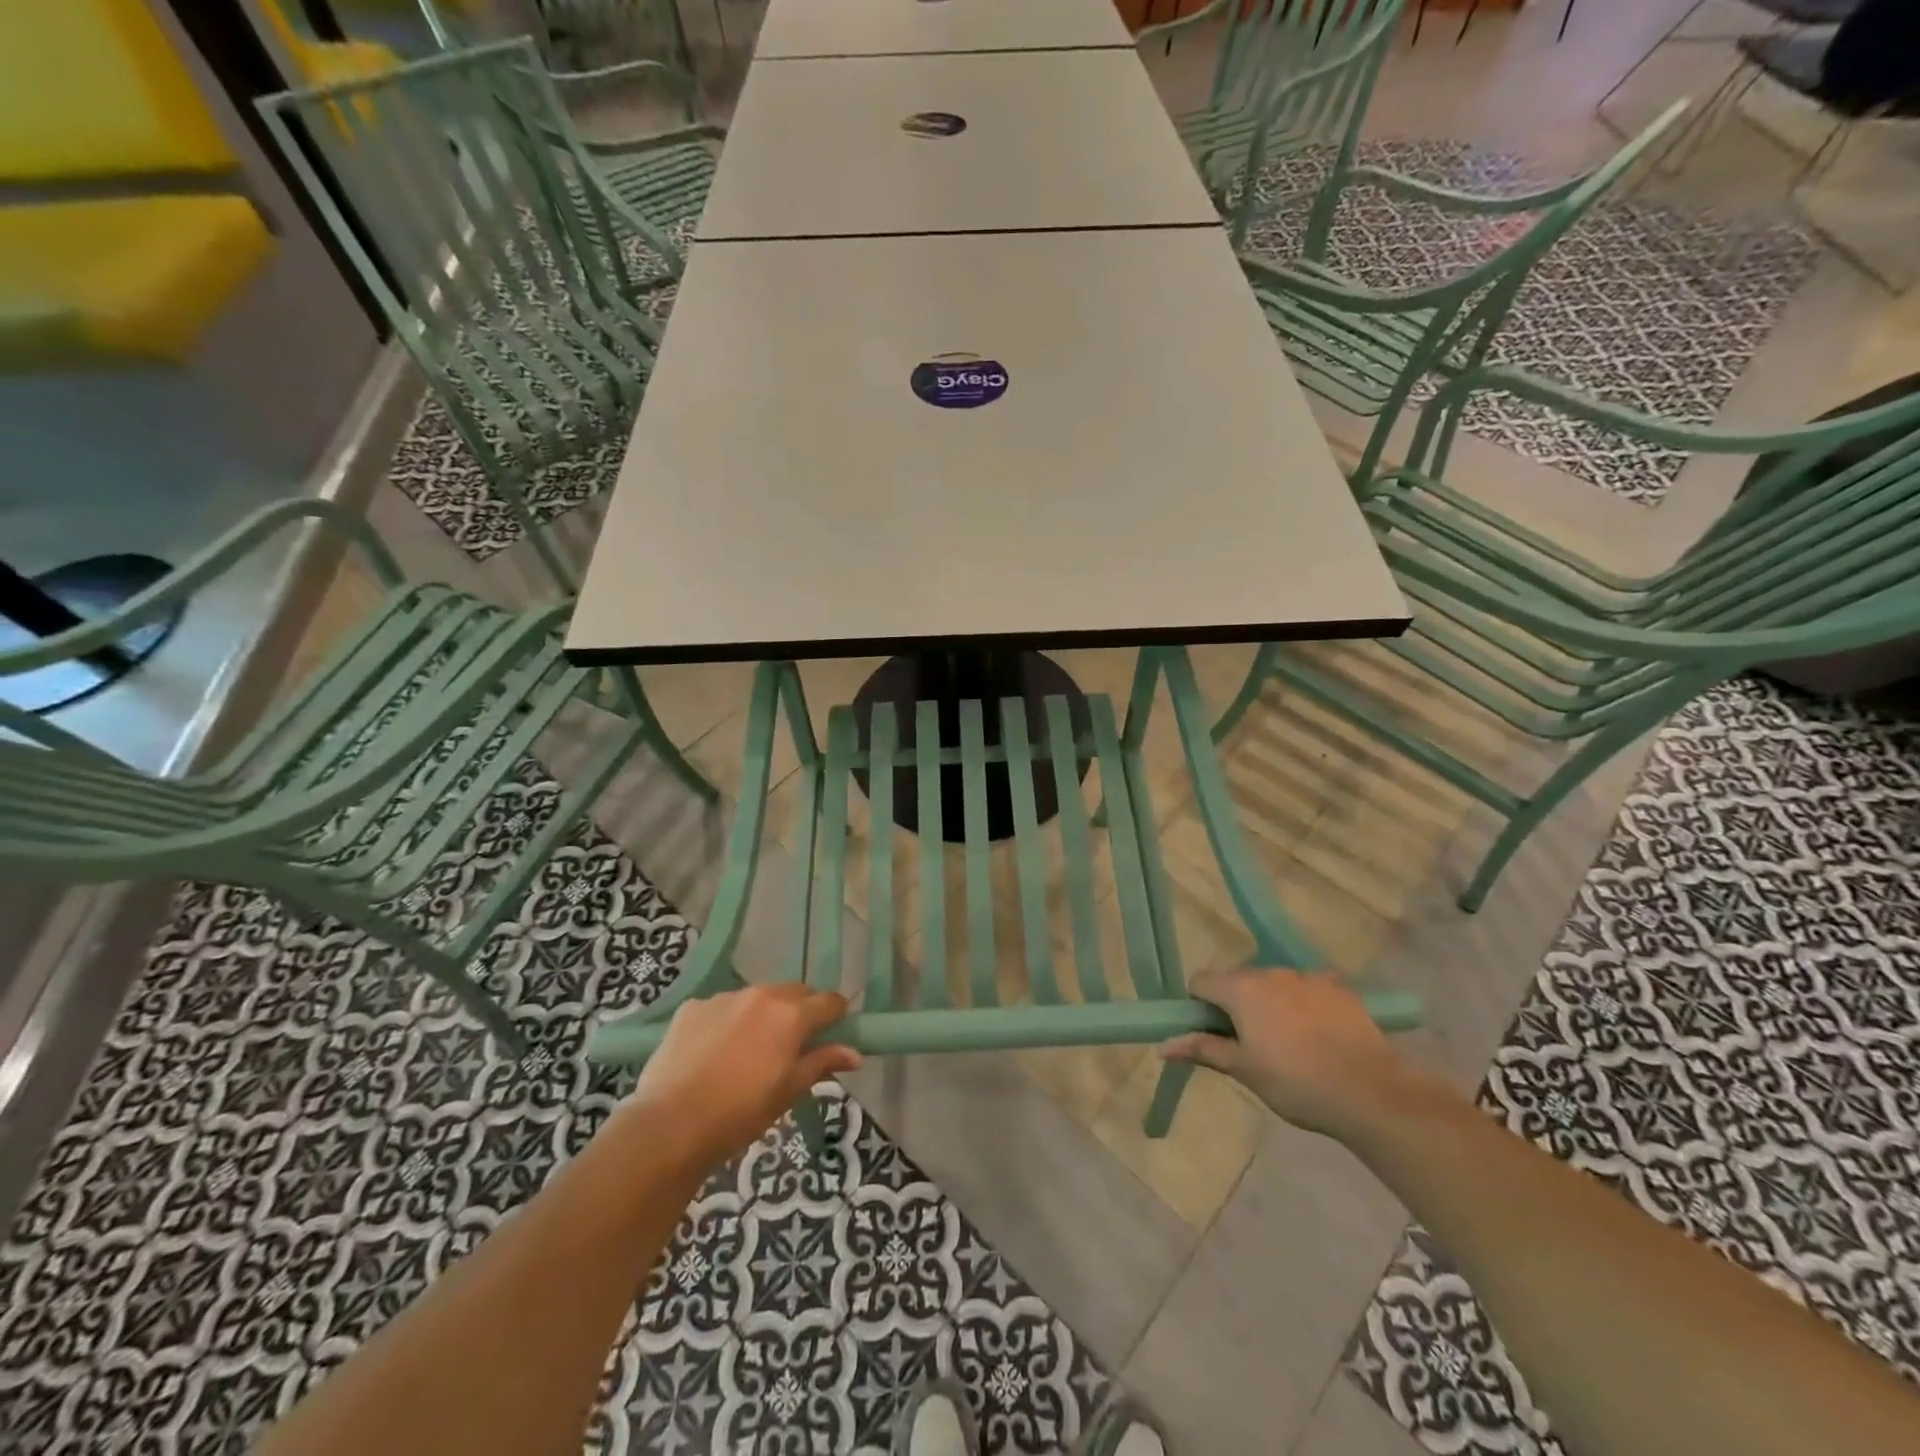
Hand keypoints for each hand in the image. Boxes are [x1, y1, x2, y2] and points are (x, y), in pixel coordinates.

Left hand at [628, 985, 861, 1171]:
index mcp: (791, 1015)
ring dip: (762, 1015)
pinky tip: (713, 1053)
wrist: (669, 1126)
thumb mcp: (788, 1092)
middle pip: (794, 993)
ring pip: (757, 998)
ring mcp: (724, 998)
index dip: (836, 1016)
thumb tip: (855, 1053)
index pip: (830, 1001)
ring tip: (749, 1051)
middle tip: (792, 1045)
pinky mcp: (693, 1007)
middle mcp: (761, 995)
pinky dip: (726, 1022)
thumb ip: (822, 1063)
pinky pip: (721, 1007)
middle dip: (800, 1012)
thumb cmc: (739, 1114)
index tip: (833, 1034)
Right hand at [1161, 968, 1431, 1142]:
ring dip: (1270, 1004)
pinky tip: (1319, 1035)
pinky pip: (1308, 989)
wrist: (1372, 1092)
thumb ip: (1203, 1050)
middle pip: (1238, 981)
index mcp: (1240, 989)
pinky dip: (1304, 1004)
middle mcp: (1270, 972)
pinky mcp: (1339, 987)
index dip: (1198, 1006)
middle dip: (1235, 1006)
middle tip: (1249, 1045)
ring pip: (1274, 984)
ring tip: (1289, 1044)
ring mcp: (1307, 977)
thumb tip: (1162, 1045)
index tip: (1211, 1034)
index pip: (1201, 981)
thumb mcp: (1244, 1070)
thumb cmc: (1296, 1083)